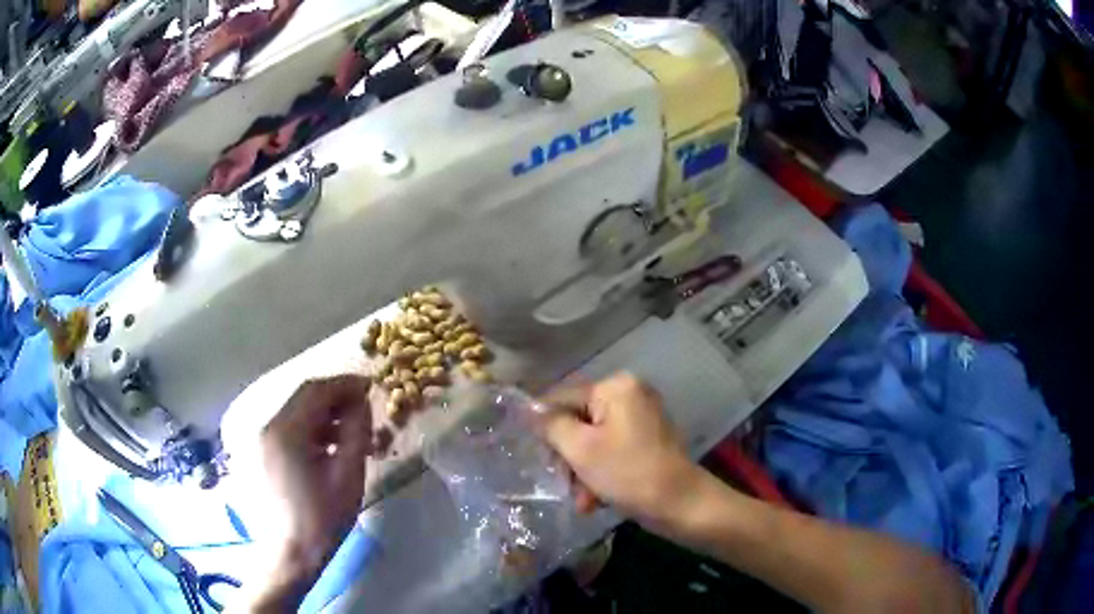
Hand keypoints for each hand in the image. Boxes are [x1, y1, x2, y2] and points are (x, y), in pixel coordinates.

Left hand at [254, 375, 372, 608]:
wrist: (292, 551)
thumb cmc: (322, 517)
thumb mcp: (348, 475)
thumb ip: (356, 433)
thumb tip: (362, 403)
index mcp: (286, 431)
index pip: (316, 390)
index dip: (345, 384)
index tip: (371, 386)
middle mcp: (268, 426)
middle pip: (304, 397)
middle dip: (336, 397)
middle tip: (365, 406)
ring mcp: (263, 439)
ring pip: (297, 411)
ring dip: (325, 413)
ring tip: (353, 429)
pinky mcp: (264, 451)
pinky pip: (290, 427)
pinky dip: (312, 427)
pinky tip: (331, 445)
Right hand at [540, 373, 701, 528]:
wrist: (681, 504)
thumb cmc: (628, 473)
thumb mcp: (581, 450)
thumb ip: (551, 425)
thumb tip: (528, 409)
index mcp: (616, 387)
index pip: (563, 397)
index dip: (544, 426)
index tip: (534, 454)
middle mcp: (630, 394)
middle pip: (578, 421)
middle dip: (568, 457)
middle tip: (563, 483)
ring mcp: (641, 418)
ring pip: (593, 441)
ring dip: (582, 471)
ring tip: (582, 501)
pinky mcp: (646, 441)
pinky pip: (611, 451)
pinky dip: (601, 473)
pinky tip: (595, 500)